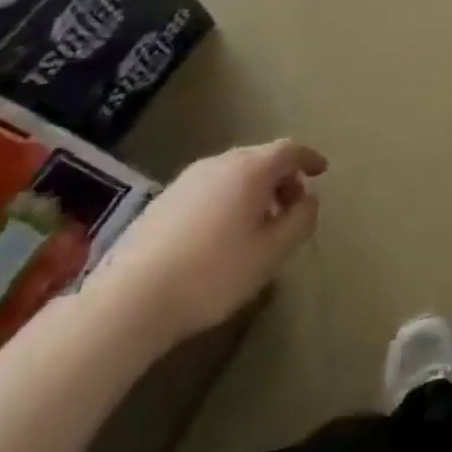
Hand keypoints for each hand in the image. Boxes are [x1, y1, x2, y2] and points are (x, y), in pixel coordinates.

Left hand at [84, 139, 324, 348]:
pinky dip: (227, 200)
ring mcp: (185, 181)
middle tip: (292, 205)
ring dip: (253, 190)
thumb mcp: (274, 251)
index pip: (289, 150)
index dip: (309, 158)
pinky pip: (209, 189)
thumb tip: (308, 199)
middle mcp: (218, 164)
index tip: (322, 170)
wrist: (129, 301)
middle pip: (260, 158)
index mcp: (250, 169)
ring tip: (259, 224)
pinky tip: (222, 235)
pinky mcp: (161, 203)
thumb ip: (301, 219)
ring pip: (232, 174)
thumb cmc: (214, 272)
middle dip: (281, 177)